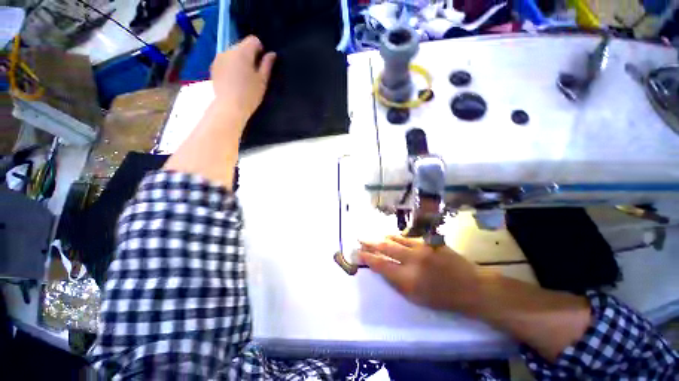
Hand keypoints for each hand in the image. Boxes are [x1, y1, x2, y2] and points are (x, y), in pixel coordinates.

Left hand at [211, 35, 275, 127]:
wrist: (229, 107)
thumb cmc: (250, 95)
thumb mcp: (262, 81)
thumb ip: (267, 65)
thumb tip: (272, 54)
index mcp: (243, 52)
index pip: (253, 40)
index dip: (260, 49)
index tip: (262, 63)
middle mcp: (229, 50)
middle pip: (242, 45)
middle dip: (249, 55)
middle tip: (254, 73)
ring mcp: (219, 57)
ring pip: (233, 53)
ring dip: (240, 60)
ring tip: (243, 77)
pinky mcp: (214, 66)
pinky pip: (226, 60)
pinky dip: (231, 65)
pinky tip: (234, 79)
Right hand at [359, 236, 481, 312]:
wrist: (471, 286)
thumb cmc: (442, 298)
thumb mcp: (416, 298)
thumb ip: (396, 282)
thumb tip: (381, 268)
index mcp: (409, 279)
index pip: (381, 265)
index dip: (368, 258)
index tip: (358, 253)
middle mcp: (413, 260)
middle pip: (386, 247)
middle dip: (370, 243)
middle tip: (360, 239)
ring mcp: (422, 248)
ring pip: (396, 239)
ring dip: (382, 238)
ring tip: (372, 236)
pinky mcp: (429, 241)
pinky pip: (407, 237)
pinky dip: (396, 237)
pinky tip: (390, 236)